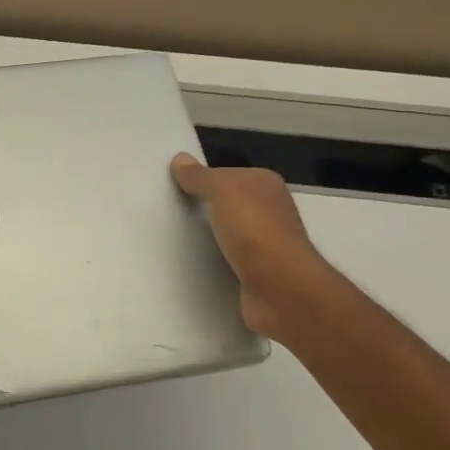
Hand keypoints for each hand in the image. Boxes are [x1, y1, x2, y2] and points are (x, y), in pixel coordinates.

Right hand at [172, 153, 329, 341]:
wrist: (280, 290)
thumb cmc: (254, 231)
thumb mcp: (222, 191)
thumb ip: (200, 176)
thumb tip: (180, 159)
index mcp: (266, 185)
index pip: (229, 175)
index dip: (204, 179)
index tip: (175, 187)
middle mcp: (270, 212)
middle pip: (229, 204)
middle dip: (204, 209)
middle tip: (169, 212)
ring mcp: (266, 245)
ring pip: (228, 234)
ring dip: (208, 239)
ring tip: (173, 241)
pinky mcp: (259, 274)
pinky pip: (229, 262)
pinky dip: (214, 263)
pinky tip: (193, 266)